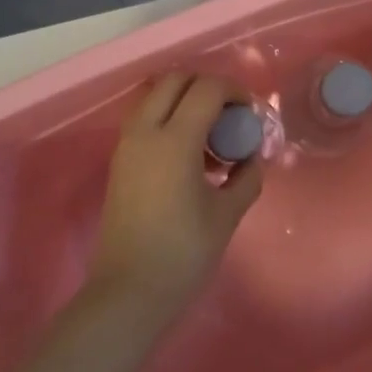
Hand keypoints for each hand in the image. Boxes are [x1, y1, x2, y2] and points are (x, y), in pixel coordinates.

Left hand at [86, 72, 263, 326]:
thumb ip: (246, 177)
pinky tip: (190, 154)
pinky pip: (145, 118)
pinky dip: (168, 118)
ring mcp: (127, 144)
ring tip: (210, 135)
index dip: (234, 91)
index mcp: (175, 141)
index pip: (207, 89)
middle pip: (175, 80)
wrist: (128, 292)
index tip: (250, 114)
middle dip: (207, 86)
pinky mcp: (120, 160)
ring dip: (185, 100)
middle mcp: (145, 131)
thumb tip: (251, 158)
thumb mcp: (227, 214)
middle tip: (230, 114)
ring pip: (156, 96)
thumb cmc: (183, 254)